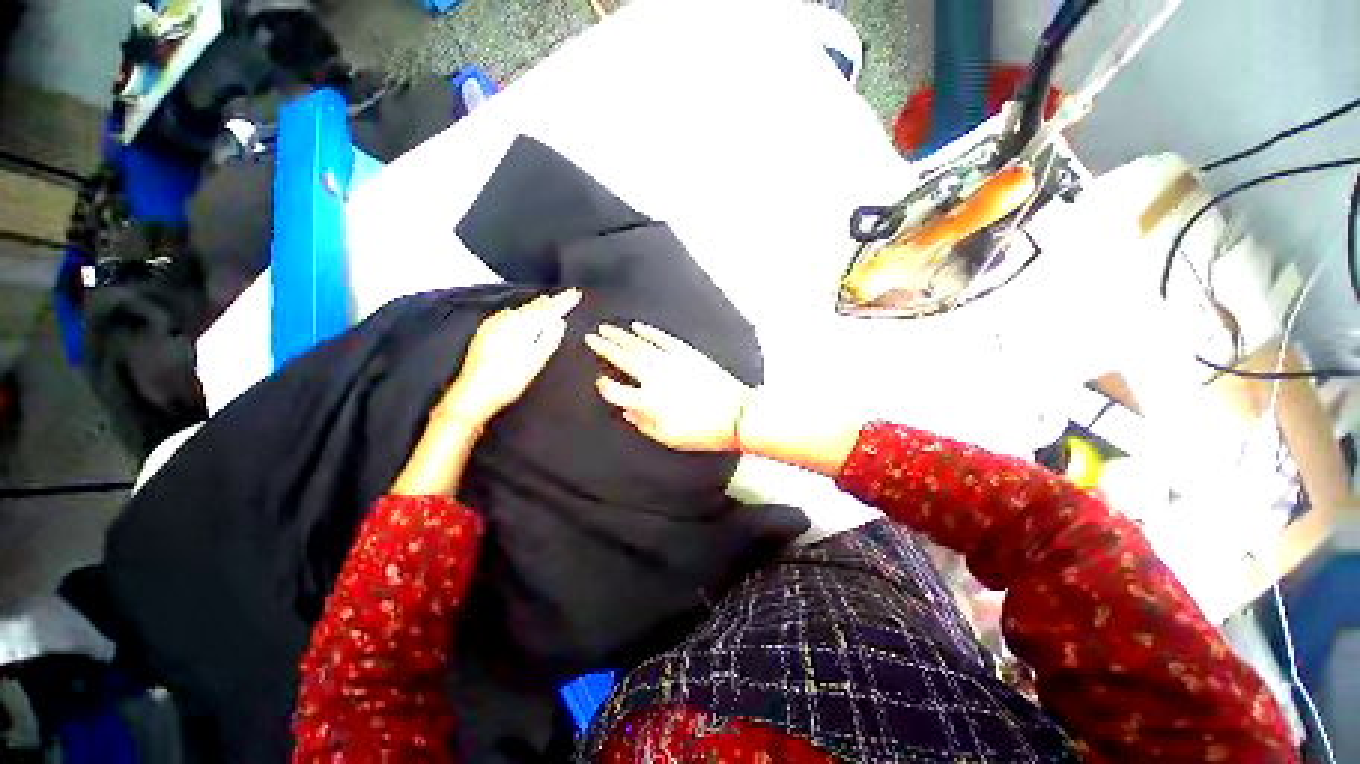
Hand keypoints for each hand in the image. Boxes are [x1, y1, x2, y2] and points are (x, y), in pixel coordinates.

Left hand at [437, 290, 580, 427]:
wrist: (474, 393)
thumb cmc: (509, 380)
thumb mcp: (536, 360)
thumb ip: (550, 338)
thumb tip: (559, 322)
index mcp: (522, 325)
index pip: (549, 309)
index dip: (564, 302)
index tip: (576, 294)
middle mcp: (507, 319)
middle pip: (535, 306)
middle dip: (552, 301)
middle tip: (567, 295)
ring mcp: (494, 324)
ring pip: (522, 310)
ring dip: (538, 306)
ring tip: (550, 301)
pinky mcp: (486, 331)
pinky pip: (510, 315)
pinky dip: (523, 313)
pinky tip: (524, 315)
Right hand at [584, 322, 751, 451]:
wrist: (736, 415)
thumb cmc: (702, 431)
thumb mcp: (668, 438)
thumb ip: (643, 423)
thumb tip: (628, 411)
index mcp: (648, 401)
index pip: (616, 391)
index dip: (605, 386)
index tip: (600, 381)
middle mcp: (655, 378)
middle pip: (623, 359)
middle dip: (604, 348)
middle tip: (590, 337)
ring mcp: (671, 362)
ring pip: (640, 345)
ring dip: (620, 336)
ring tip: (606, 329)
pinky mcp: (687, 354)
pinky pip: (663, 339)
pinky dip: (649, 332)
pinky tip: (637, 326)